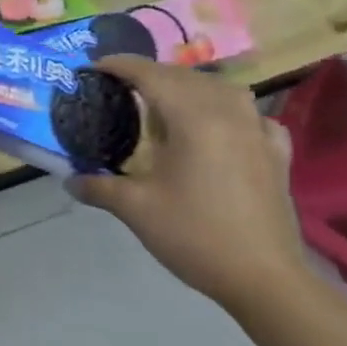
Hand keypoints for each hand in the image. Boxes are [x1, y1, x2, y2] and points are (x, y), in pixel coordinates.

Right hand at [66, 56, 311, 317]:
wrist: (265, 279)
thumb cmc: (195, 235)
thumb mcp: (135, 209)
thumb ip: (98, 187)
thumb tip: (70, 180)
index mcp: (193, 117)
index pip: (151, 74)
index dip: (120, 65)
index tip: (93, 68)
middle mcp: (228, 113)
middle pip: (184, 77)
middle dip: (150, 74)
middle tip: (119, 88)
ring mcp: (257, 132)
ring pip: (221, 89)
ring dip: (189, 87)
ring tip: (165, 103)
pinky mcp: (276, 154)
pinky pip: (251, 115)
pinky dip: (230, 110)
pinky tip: (222, 126)